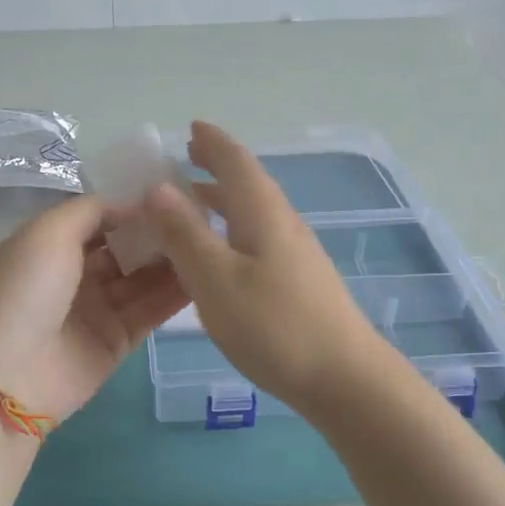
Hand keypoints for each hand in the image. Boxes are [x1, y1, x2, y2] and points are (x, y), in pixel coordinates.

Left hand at [0, 195, 189, 422]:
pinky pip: (150, 312)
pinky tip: (207, 274)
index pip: (100, 218)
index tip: (174, 190)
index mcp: (50, 245)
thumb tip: (134, 202)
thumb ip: (93, 210)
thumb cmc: (25, 291)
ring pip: (143, 279)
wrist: (8, 375)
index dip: (133, 205)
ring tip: (212, 240)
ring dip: (173, 261)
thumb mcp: (49, 232)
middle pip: (125, 248)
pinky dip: (175, 295)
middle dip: (158, 232)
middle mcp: (74, 275)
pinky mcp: (116, 342)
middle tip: (203, 215)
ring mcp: (96, 310)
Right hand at [142, 121, 383, 414]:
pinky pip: (258, 237)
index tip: (192, 126)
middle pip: (249, 183)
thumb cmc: (274, 326)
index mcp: (263, 213)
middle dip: (218, 166)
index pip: (236, 163)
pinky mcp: (300, 281)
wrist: (345, 379)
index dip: (213, 143)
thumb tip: (158, 187)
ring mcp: (296, 254)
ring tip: (195, 199)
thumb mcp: (216, 279)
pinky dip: (233, 228)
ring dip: (224, 199)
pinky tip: (222, 253)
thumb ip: (185, 234)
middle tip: (188, 156)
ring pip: (254, 212)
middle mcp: (283, 224)